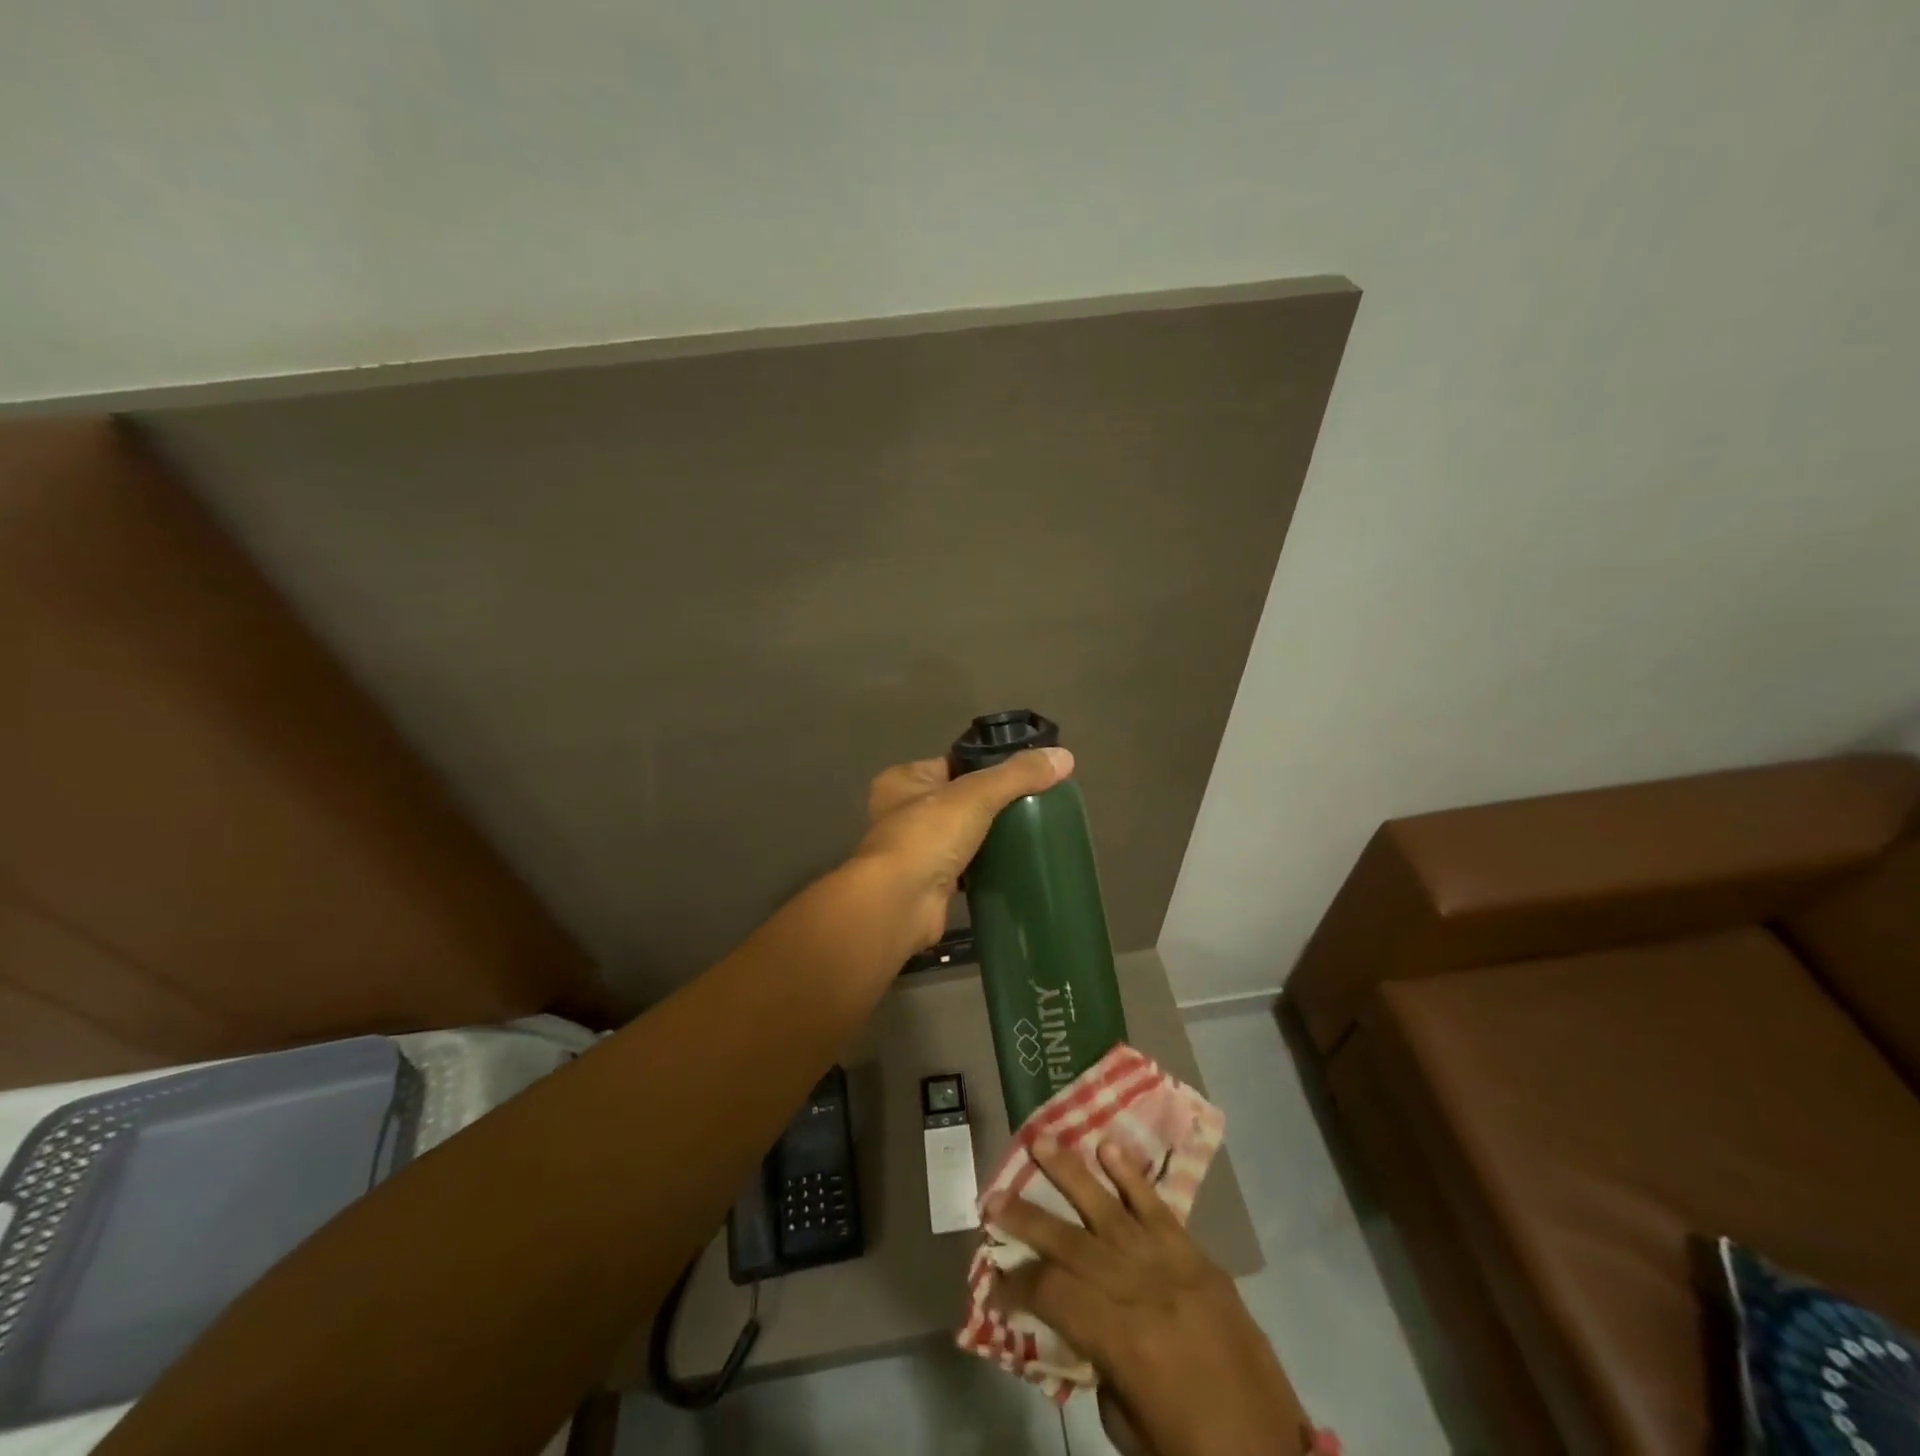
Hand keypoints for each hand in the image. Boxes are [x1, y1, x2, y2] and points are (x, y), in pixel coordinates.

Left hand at [851, 747, 1071, 950]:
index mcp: (904, 780)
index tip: (1024, 772)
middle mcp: (902, 812)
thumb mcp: (977, 794)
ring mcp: (914, 850)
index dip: (985, 765)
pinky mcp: (929, 883)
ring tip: (1031, 831)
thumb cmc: (928, 836)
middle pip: (958, 799)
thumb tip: (1065, 756)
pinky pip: (965, 867)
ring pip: (962, 834)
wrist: (900, 904)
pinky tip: (1014, 863)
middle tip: (1034, 804)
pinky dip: (985, 866)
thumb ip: (1018, 774)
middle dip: (991, 804)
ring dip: (989, 836)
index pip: (952, 762)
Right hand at [988, 1141, 1309, 1455]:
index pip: (1055, 1294)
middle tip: (992, 1196)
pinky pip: (1161, 1209)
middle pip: (1073, 1243)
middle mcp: (1144, 1290)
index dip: (1018, 1286)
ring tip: (1039, 1140)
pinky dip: (1133, 1177)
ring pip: (1112, 1209)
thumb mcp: (1131, 1431)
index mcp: (1126, 1342)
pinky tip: (1108, 1147)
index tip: (993, 1281)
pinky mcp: (1200, 1260)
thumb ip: (1098, 1365)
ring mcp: (1176, 1267)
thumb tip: (1079, 1321)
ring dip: (1072, 1174)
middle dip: (1028, 1218)